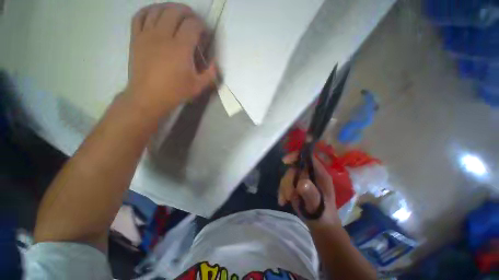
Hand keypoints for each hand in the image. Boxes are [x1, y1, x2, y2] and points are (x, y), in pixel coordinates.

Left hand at [126, 3, 216, 117]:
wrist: (148, 97)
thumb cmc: (175, 92)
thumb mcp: (198, 86)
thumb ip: (210, 74)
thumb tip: (215, 62)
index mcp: (180, 49)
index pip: (192, 25)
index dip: (201, 25)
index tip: (205, 32)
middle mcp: (163, 36)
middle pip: (175, 11)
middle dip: (187, 12)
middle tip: (193, 20)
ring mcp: (147, 35)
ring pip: (157, 10)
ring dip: (170, 8)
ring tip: (177, 14)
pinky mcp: (136, 38)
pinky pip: (140, 16)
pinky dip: (149, 10)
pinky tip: (156, 14)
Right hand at [278, 152, 340, 227]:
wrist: (320, 226)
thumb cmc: (323, 215)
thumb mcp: (317, 206)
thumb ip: (310, 194)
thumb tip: (301, 183)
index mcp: (320, 174)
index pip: (308, 157)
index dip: (296, 155)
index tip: (285, 161)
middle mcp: (310, 174)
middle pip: (294, 168)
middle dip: (288, 180)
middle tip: (288, 194)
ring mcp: (303, 180)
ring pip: (288, 176)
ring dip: (284, 187)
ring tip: (285, 200)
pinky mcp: (296, 186)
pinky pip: (285, 183)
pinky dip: (282, 191)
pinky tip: (283, 201)